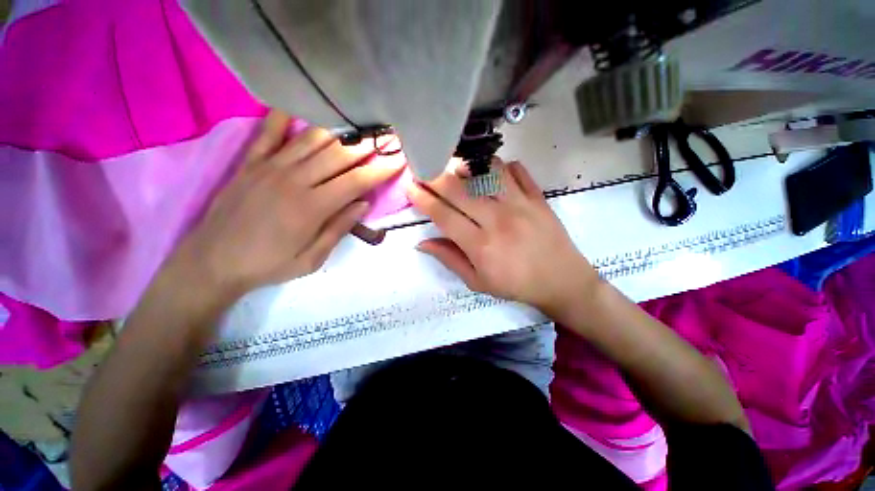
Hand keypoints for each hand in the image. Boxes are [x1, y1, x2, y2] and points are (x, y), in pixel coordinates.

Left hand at [170, 110, 404, 298]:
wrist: (213, 262)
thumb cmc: (269, 264)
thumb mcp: (312, 258)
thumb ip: (339, 228)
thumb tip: (363, 204)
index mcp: (312, 207)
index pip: (356, 182)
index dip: (380, 169)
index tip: (399, 159)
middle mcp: (294, 180)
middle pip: (338, 156)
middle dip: (367, 145)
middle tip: (387, 134)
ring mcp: (270, 168)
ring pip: (311, 141)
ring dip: (339, 131)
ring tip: (359, 123)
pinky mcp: (250, 164)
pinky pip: (268, 133)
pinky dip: (284, 117)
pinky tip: (298, 104)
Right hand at [407, 158, 599, 315]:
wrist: (561, 280)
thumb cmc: (515, 285)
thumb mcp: (477, 282)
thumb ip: (449, 259)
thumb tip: (422, 243)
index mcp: (480, 245)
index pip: (444, 215)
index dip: (424, 199)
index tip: (411, 187)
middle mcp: (498, 220)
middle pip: (460, 190)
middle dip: (435, 177)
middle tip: (424, 170)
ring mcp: (520, 205)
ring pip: (487, 172)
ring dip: (466, 166)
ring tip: (454, 167)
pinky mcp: (537, 197)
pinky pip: (516, 171)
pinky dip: (500, 165)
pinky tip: (490, 170)